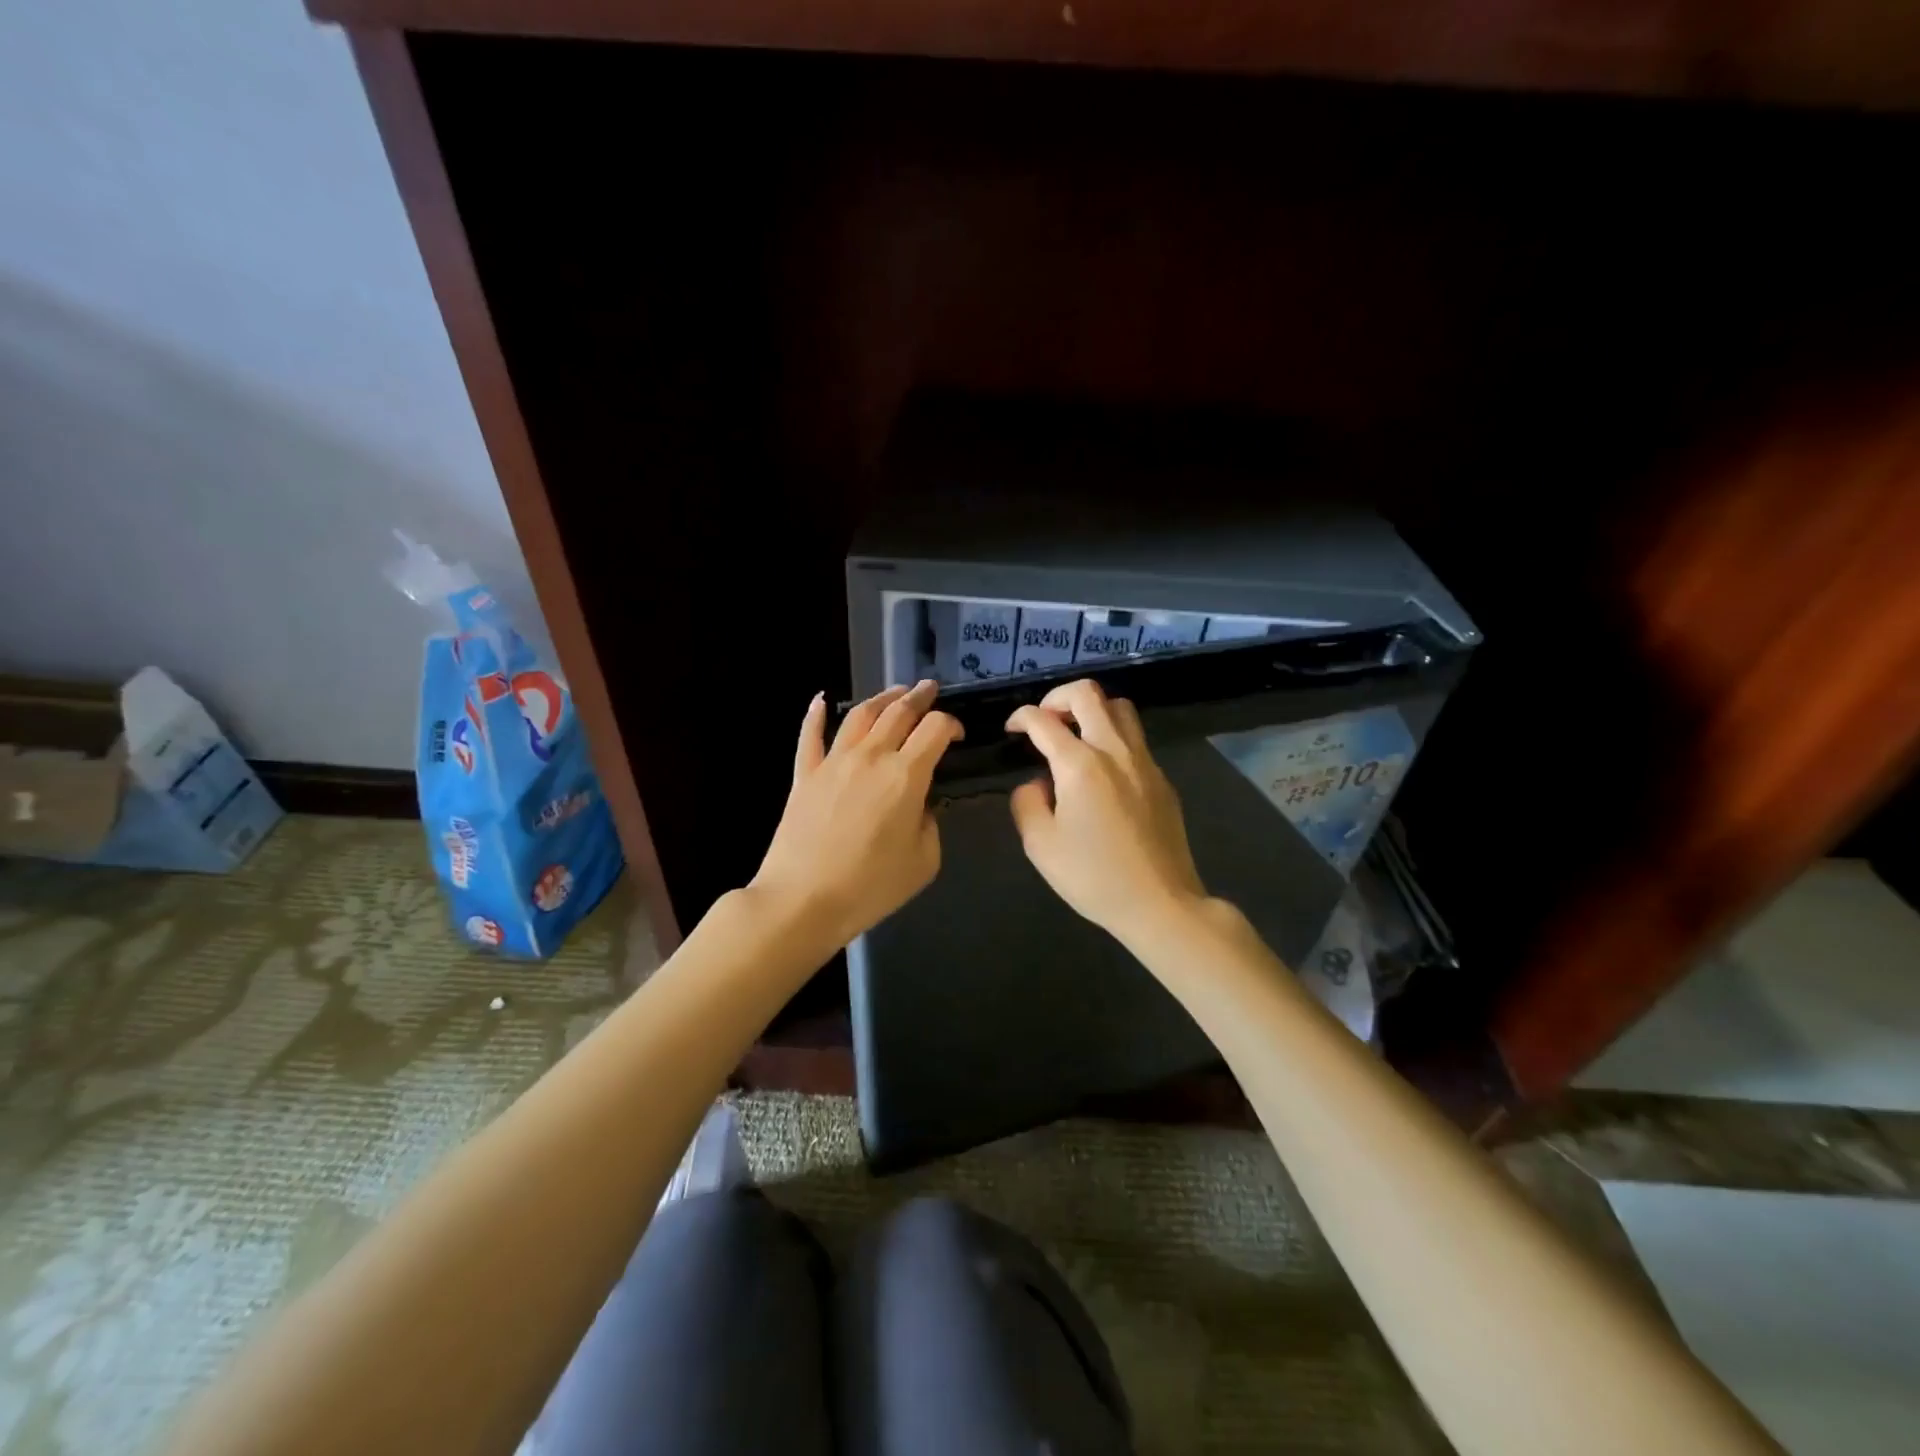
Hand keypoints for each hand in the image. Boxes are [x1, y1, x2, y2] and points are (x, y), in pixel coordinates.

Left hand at [750, 680, 962, 950]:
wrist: (802, 900)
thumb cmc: (870, 886)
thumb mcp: (923, 861)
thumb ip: (929, 824)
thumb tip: (919, 805)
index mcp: (906, 775)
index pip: (936, 729)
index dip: (952, 724)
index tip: (957, 735)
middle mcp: (870, 756)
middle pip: (898, 712)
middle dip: (919, 697)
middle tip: (930, 689)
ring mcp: (833, 761)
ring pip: (859, 715)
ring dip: (881, 698)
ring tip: (894, 693)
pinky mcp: (804, 774)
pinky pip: (810, 736)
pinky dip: (816, 715)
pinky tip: (821, 701)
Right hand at [1005, 679, 1207, 943]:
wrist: (1160, 902)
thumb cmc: (1093, 877)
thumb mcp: (1040, 846)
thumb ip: (1027, 803)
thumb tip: (1037, 783)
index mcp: (1079, 765)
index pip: (1043, 720)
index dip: (1021, 718)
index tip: (1012, 730)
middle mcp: (1114, 751)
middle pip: (1088, 694)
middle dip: (1057, 697)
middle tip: (1044, 720)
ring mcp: (1144, 761)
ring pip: (1119, 707)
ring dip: (1091, 710)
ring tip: (1075, 734)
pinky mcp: (1161, 778)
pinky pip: (1135, 738)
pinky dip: (1112, 735)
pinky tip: (1102, 769)